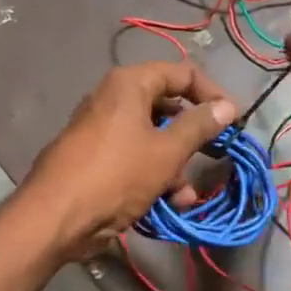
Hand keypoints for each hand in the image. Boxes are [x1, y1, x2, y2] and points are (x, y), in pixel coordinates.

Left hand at [25, 62, 237, 257]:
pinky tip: (169, 204)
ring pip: (152, 138)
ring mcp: (102, 130)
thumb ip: (199, 126)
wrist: (57, 217)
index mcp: (129, 84)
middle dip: (191, 137)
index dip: (212, 93)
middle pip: (167, 107)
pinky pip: (134, 159)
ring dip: (174, 165)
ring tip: (185, 195)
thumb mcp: (166, 150)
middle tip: (214, 155)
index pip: (182, 73)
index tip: (234, 120)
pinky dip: (153, 176)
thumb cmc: (117, 174)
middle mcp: (114, 100)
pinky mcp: (97, 159)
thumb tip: (227, 105)